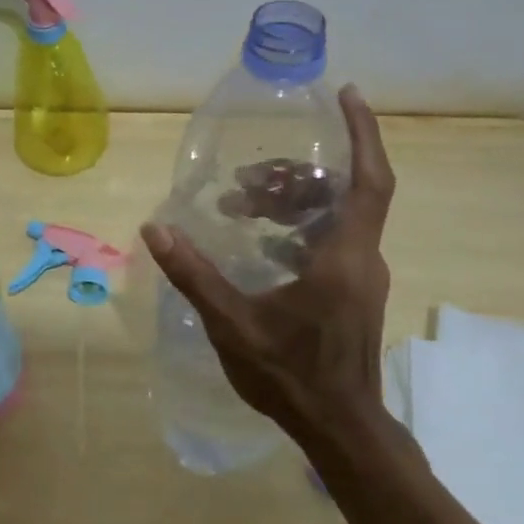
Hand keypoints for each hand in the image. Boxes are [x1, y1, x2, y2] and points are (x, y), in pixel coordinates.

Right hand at [141, 84, 398, 455]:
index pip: (368, 179)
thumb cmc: (291, 375)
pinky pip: (331, 240)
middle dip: (296, 174)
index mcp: (343, 256)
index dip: (363, 132)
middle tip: (248, 179)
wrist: (340, 429)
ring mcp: (360, 277)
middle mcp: (361, 258)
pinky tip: (260, 244)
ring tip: (243, 208)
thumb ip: (194, 274)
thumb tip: (155, 228)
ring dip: (293, 203)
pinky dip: (298, 228)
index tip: (347, 94)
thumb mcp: (233, 323)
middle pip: (342, 192)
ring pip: (335, 217)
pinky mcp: (353, 293)